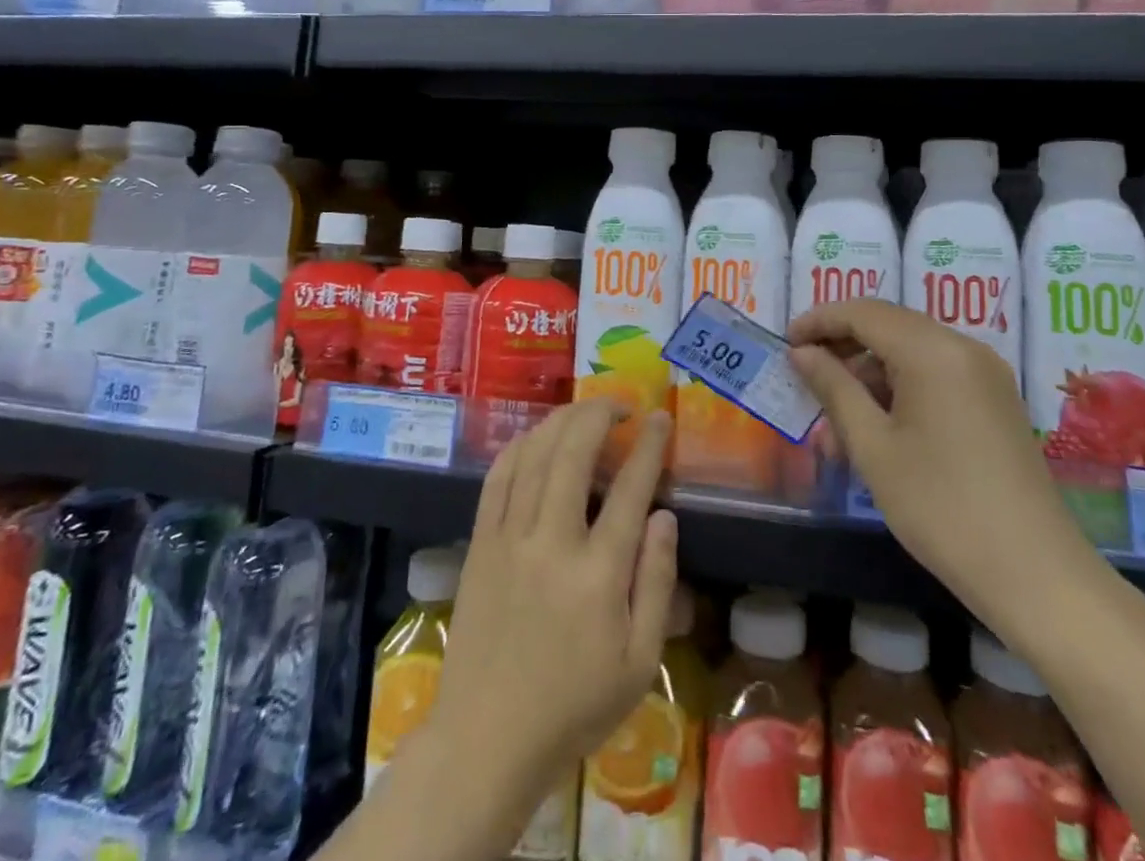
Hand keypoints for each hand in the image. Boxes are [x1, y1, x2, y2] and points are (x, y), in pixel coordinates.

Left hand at [424, 401, 677, 844]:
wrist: (488, 739)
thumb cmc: (574, 705)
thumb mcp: (639, 662)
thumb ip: (656, 582)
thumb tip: (664, 517)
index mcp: (598, 575)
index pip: (630, 489)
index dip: (648, 446)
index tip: (659, 420)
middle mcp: (552, 543)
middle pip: (574, 453)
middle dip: (600, 416)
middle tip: (620, 406)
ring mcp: (509, 538)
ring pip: (535, 455)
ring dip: (562, 422)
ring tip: (584, 412)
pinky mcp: (480, 543)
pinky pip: (498, 477)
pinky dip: (520, 446)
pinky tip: (536, 438)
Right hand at [786, 299, 1098, 627]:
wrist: (1036, 576)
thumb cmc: (941, 507)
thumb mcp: (873, 447)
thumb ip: (834, 388)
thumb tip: (801, 352)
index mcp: (933, 350)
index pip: (863, 312)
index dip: (819, 320)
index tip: (786, 343)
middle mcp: (963, 348)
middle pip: (889, 325)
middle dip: (843, 345)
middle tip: (806, 377)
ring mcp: (986, 374)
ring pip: (911, 351)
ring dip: (869, 372)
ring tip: (837, 421)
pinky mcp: (995, 400)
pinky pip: (935, 373)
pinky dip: (900, 387)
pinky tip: (878, 427)